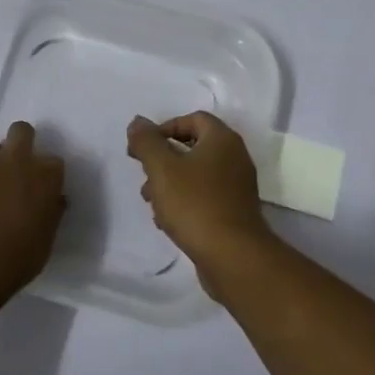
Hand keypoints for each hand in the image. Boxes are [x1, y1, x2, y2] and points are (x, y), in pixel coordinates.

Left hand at [0, 121, 65, 302]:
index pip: (53, 162)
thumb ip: (50, 213)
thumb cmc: (18, 255)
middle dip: (19, 142)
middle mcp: (16, 158)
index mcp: (45, 174)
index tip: (40, 188)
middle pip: (21, 131)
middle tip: (12, 168)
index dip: (45, 174)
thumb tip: (53, 201)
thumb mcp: (45, 238)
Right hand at [125, 112, 277, 292]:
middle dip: (163, 160)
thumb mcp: (162, 168)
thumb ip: (146, 142)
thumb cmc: (195, 204)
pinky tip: (167, 222)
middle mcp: (235, 157)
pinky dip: (184, 202)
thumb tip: (137, 123)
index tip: (143, 148)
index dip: (165, 128)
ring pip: (197, 175)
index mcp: (222, 139)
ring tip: (151, 203)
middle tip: (144, 175)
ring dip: (170, 183)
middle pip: (193, 147)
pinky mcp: (234, 211)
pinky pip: (205, 197)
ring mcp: (237, 186)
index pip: (193, 119)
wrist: (233, 255)